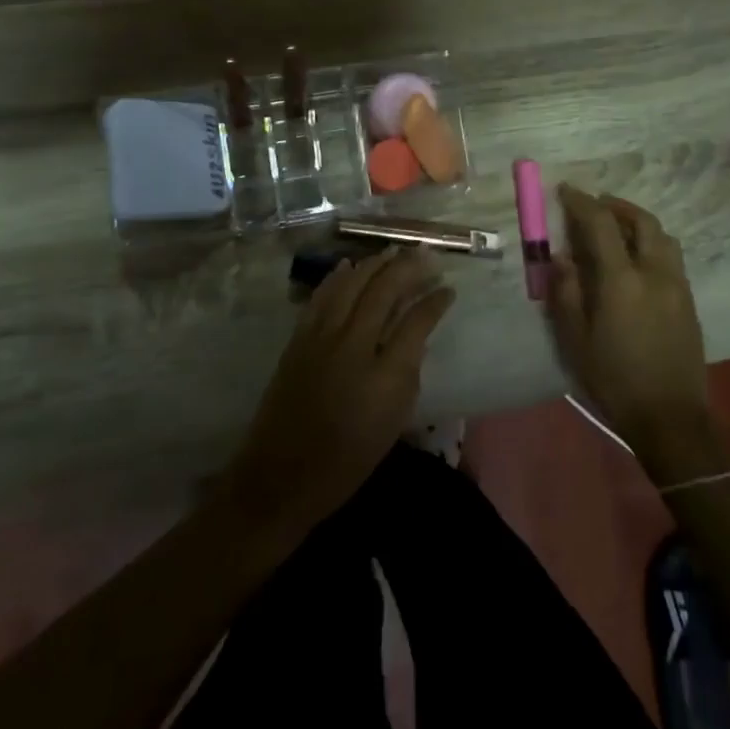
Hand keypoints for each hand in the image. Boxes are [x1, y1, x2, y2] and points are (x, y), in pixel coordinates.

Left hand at [223, 248, 452, 540]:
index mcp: (384, 374)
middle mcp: (353, 344)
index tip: (448, 290)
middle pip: (383, 290)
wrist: (281, 476)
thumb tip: (413, 339)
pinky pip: (322, 296)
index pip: (416, 321)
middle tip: (426, 256)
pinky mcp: (299, 338)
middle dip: (408, 268)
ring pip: (351, 284)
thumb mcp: (393, 423)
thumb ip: (407, 374)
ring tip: (394, 252)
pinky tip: (349, 266)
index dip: (435, 301)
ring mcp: (321, 337)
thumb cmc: (346, 460)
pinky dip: (338, 277)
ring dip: (375, 264)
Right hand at [546, 186, 713, 469]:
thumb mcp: (576, 339)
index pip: (601, 224)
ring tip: (617, 229)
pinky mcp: (689, 302)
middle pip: (641, 221)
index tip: (566, 190)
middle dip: (616, 205)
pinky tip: (636, 260)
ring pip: (662, 236)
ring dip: (638, 223)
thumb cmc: (614, 380)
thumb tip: (561, 257)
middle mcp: (654, 272)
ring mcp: (678, 286)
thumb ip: (566, 292)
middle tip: (595, 205)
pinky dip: (651, 244)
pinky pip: (671, 257)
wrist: (670, 418)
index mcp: (622, 280)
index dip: (582, 202)